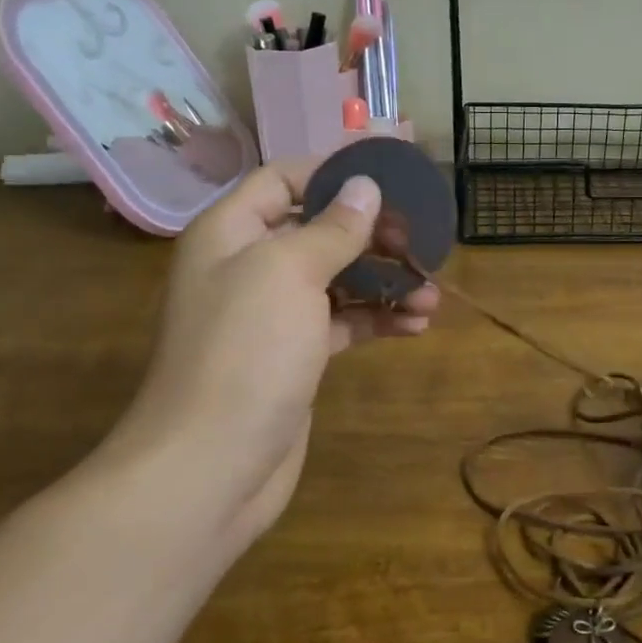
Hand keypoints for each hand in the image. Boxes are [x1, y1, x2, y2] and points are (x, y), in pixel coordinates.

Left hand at [107, 160, 437, 541]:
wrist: (210, 468)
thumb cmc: (245, 353)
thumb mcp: (289, 274)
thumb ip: (332, 228)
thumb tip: (365, 186)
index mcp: (231, 232)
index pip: (283, 179)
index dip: (332, 174)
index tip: (388, 180)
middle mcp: (248, 265)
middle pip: (318, 230)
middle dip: (372, 236)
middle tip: (422, 245)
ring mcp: (272, 314)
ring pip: (336, 279)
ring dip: (384, 282)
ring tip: (431, 295)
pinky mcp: (294, 355)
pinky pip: (341, 322)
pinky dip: (376, 319)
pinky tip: (416, 326)